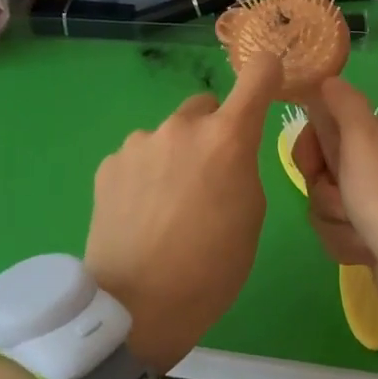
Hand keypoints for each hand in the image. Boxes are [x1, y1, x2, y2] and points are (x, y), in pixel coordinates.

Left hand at [85, 51, 282, 373]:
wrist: (136, 306)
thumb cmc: (212, 267)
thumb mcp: (251, 215)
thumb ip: (243, 167)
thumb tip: (227, 153)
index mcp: (227, 138)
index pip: (256, 76)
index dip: (267, 73)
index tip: (269, 79)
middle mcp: (182, 127)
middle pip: (206, 107)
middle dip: (214, 130)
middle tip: (211, 175)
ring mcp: (139, 142)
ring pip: (169, 134)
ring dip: (176, 154)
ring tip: (169, 204)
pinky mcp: (109, 164)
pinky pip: (140, 156)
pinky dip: (146, 173)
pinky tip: (142, 212)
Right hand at [292, 76, 377, 324]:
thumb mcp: (364, 139)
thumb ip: (343, 105)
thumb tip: (328, 78)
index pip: (324, 129)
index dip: (310, 149)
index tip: (313, 165)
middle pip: (321, 171)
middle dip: (326, 193)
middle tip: (346, 202)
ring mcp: (377, 202)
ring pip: (325, 205)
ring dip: (336, 222)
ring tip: (362, 232)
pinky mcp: (373, 236)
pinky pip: (337, 233)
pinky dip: (347, 244)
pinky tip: (367, 251)